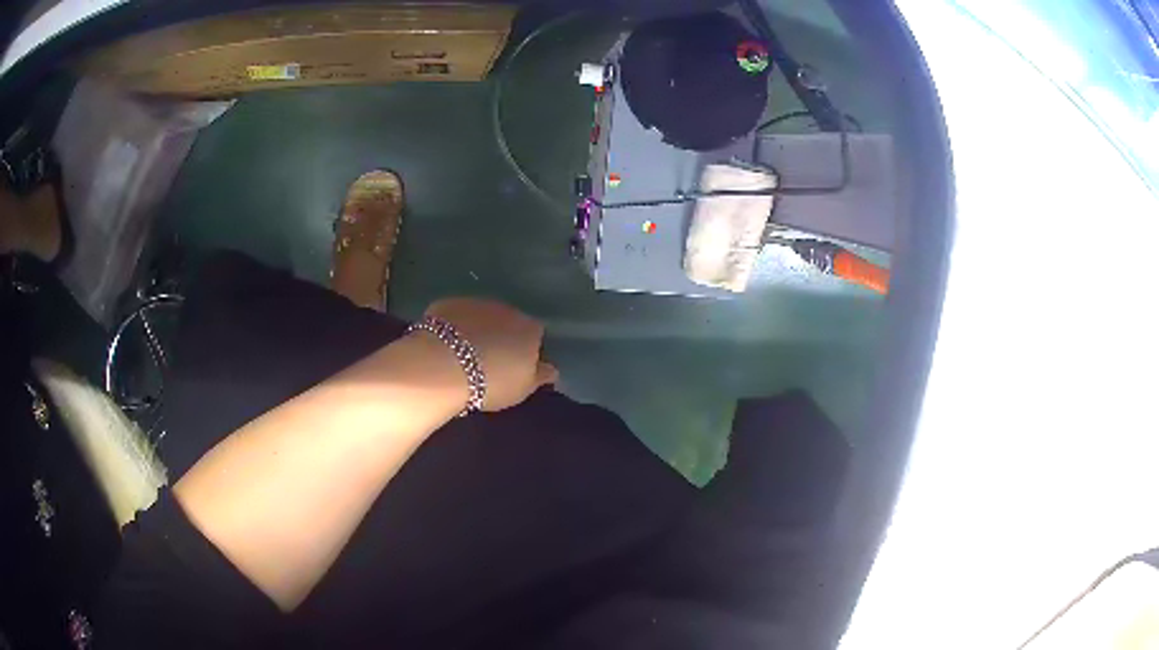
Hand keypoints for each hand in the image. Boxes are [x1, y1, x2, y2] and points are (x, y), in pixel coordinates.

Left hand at [424, 298, 557, 411]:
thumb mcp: (523, 388)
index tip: (516, 366)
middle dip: (502, 336)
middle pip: (508, 322)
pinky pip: (456, 316)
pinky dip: (454, 327)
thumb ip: (541, 375)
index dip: (526, 350)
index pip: (535, 334)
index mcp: (529, 328)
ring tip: (465, 353)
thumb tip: (552, 368)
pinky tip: (445, 345)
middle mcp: (506, 308)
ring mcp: (476, 302)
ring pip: (481, 316)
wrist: (444, 365)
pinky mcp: (448, 303)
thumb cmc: (491, 381)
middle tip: (489, 361)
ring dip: (478, 329)